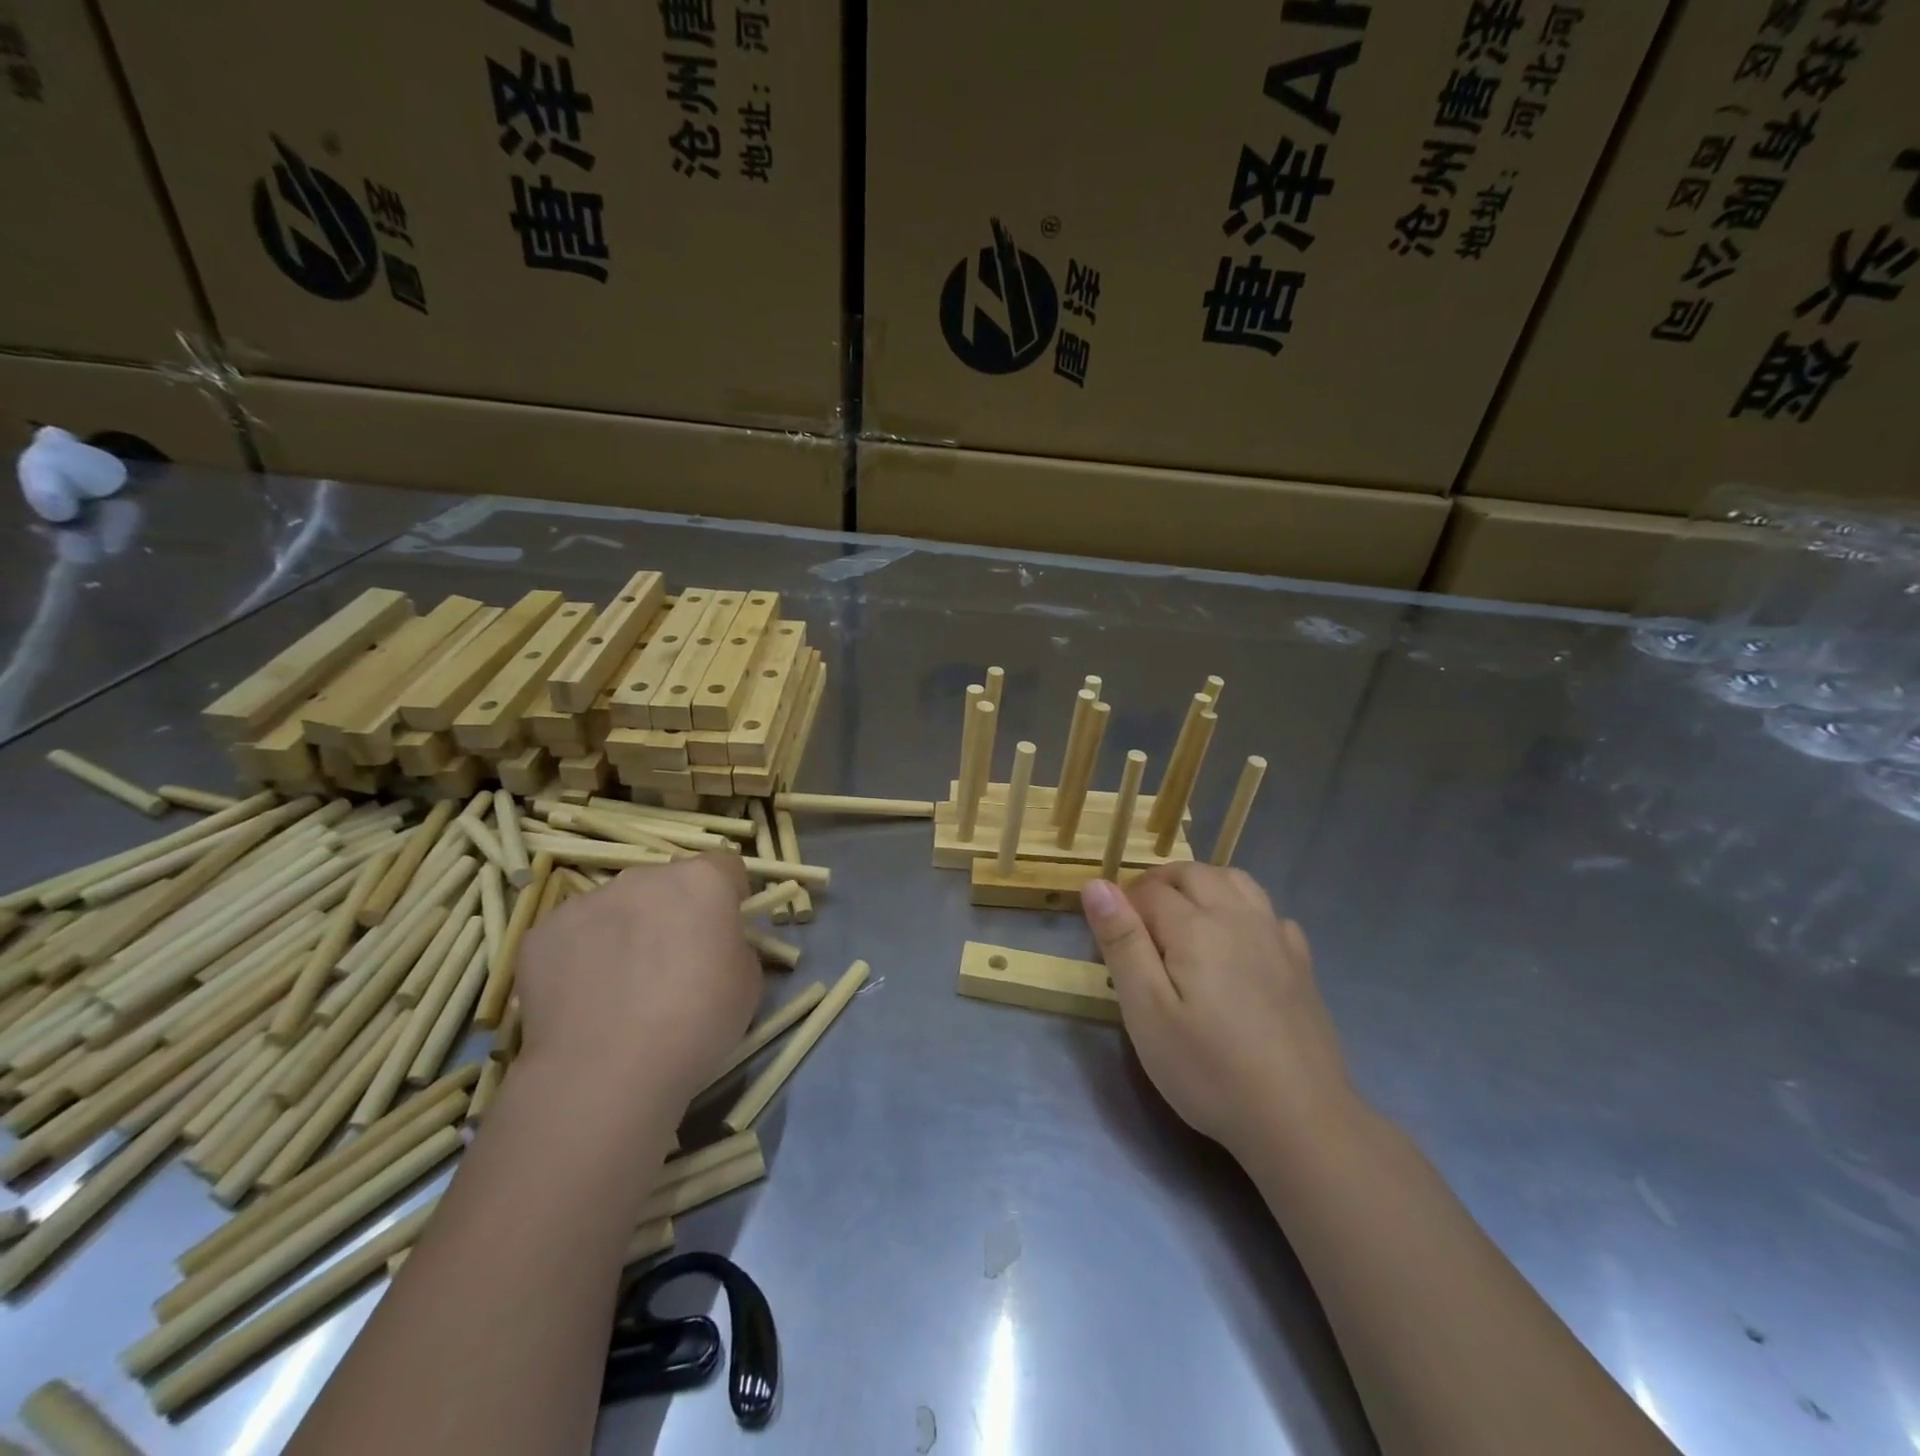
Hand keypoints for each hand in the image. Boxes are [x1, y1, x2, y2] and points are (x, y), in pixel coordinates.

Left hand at [514, 853, 759, 1111]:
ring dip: (626, 931)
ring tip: (621, 989)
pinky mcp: (542, 932)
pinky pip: (574, 934)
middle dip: (672, 913)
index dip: (728, 895)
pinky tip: (585, 999)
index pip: (724, 866)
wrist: (606, 1072)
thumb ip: (733, 946)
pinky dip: (582, 956)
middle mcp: (644, 877)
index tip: (725, 929)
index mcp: (702, 881)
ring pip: (617, 908)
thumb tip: (713, 945)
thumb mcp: (747, 982)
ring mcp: (588, 901)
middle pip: (666, 885)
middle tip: (672, 965)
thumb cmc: (696, 1022)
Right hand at [1081, 865, 1353, 1159]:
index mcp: (1195, 926)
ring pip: (1235, 881)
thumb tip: (1096, 885)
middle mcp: (1237, 917)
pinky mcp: (1300, 963)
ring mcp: (1275, 937)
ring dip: (1202, 884)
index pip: (1149, 890)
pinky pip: (1269, 911)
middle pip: (1193, 874)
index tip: (1111, 938)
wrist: (1300, 1119)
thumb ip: (1122, 942)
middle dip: (1159, 885)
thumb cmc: (1209, 1069)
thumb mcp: (1146, 1012)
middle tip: (1138, 924)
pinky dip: (1243, 908)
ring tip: (1182, 917)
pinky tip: (1237, 940)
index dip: (1123, 904)